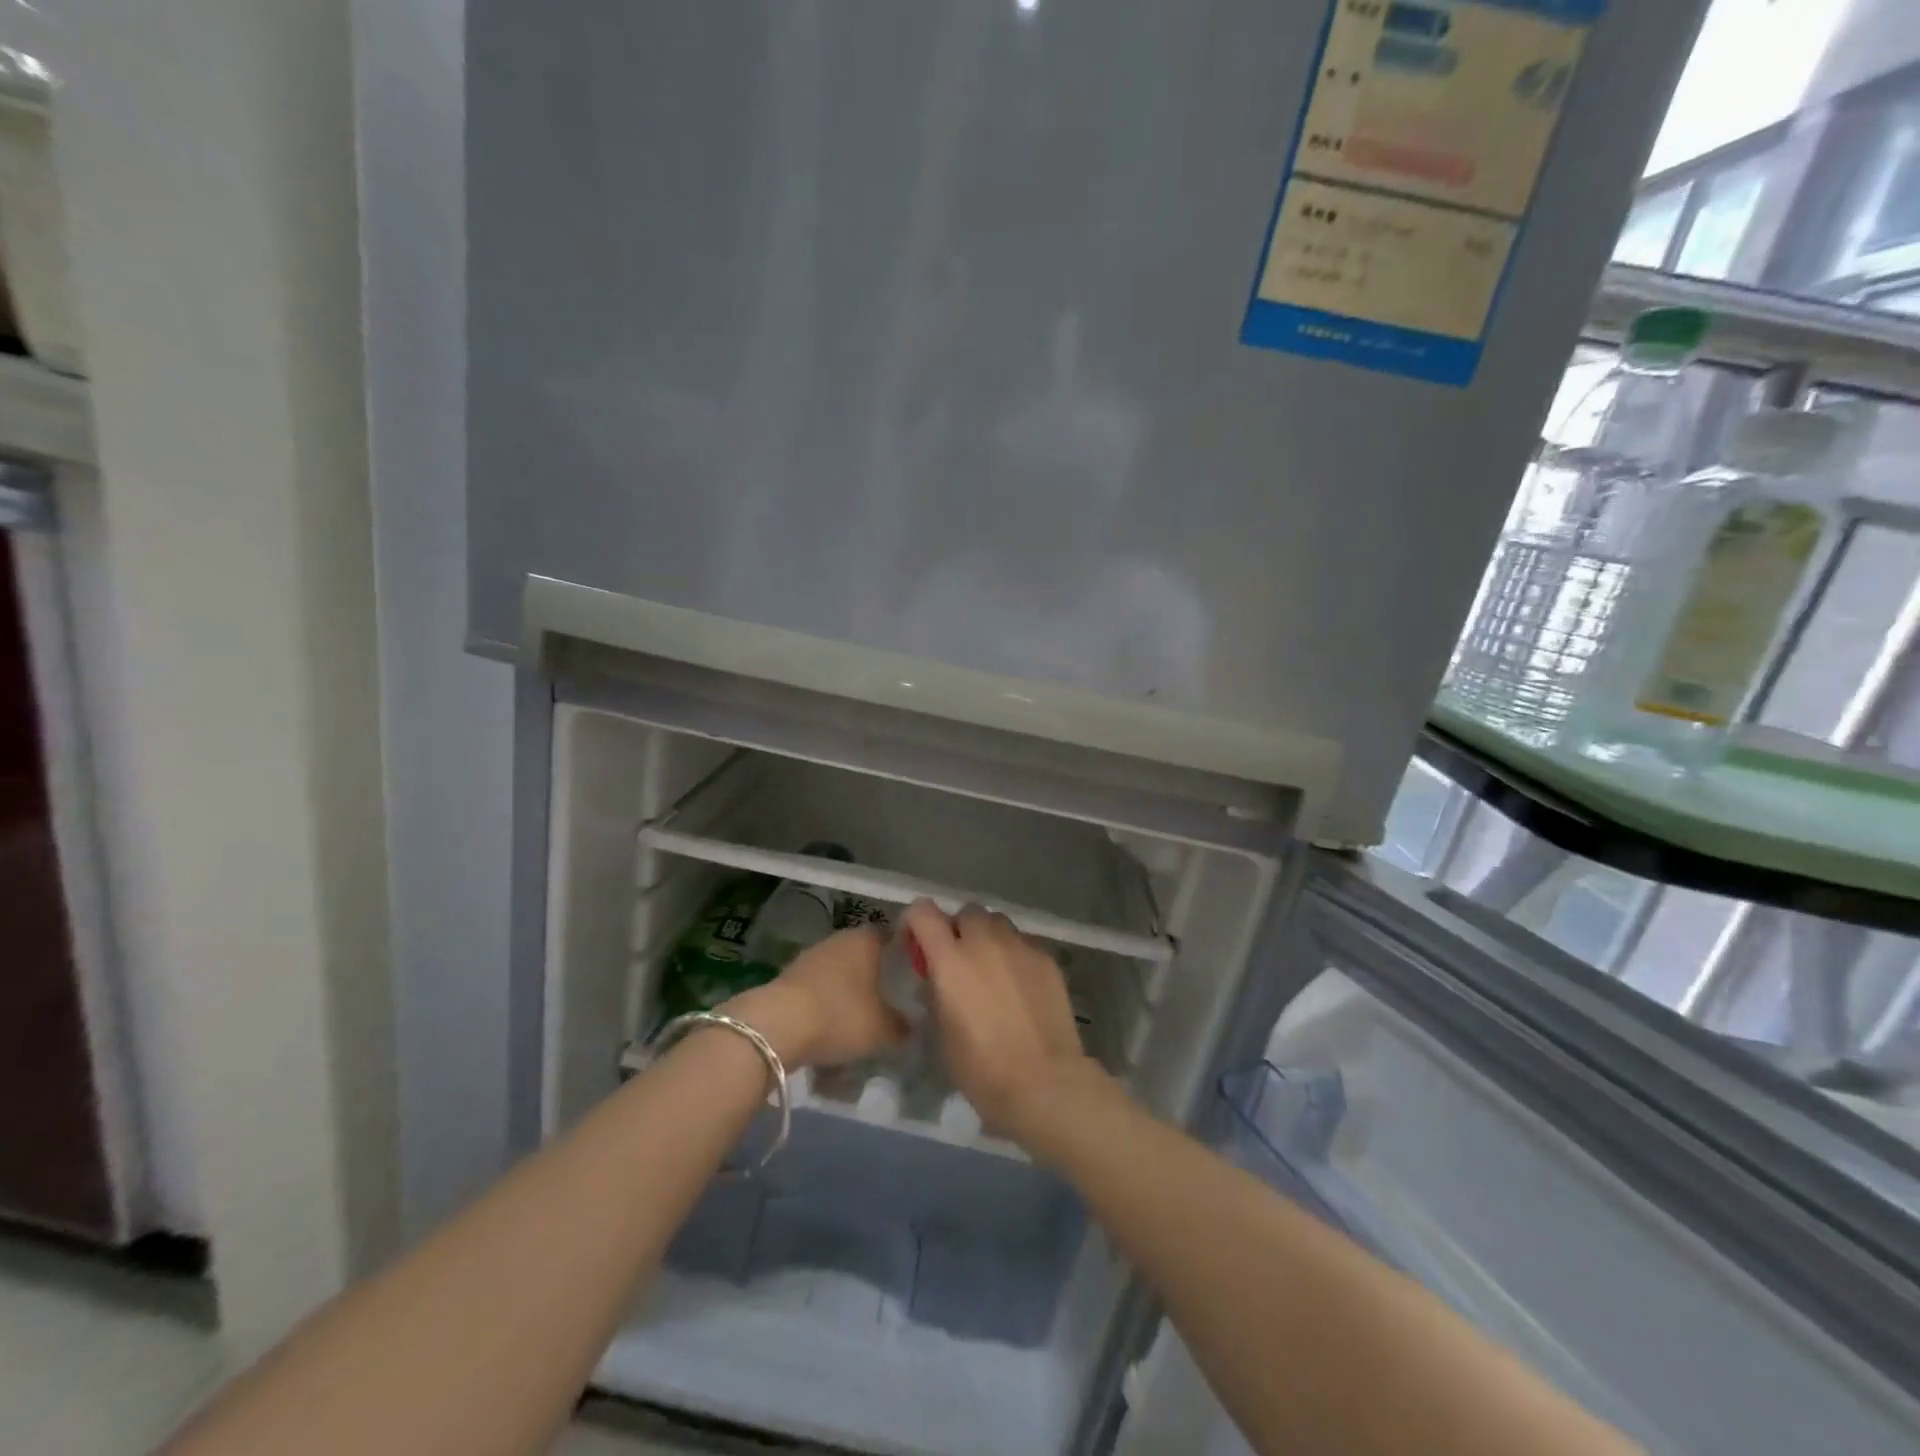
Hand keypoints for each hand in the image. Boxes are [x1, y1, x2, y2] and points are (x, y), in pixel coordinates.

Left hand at [723, 926, 904, 1069]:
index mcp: (867, 939)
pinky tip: (829, 1025)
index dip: (904, 954)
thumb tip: (909, 1024)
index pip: (893, 936)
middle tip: (888, 1000)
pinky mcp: (789, 975)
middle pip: (865, 953)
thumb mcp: (883, 1030)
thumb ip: (902, 1026)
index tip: (913, 975)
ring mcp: (811, 955)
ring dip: (848, 989)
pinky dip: (825, 1002)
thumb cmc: (839, 1016)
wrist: (777, 1026)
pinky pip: (818, 987)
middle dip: (875, 974)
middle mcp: (840, 938)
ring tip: (859, 1017)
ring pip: (839, 970)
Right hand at [903, 899, 1102, 1145]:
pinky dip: (1015, 955)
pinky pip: (1024, 943)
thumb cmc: (981, 1067)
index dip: (916, 921)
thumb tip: (936, 980)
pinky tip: (1020, 986)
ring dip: (989, 937)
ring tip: (992, 969)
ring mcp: (1020, 947)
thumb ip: (935, 995)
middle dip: (959, 929)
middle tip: (959, 959)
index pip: (924, 912)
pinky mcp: (1047, 958)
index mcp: (950, 959)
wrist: (1043, 1081)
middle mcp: (984, 942)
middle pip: (967, 912)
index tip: (917, 942)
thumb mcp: (941, 1034)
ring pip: (998, 923)